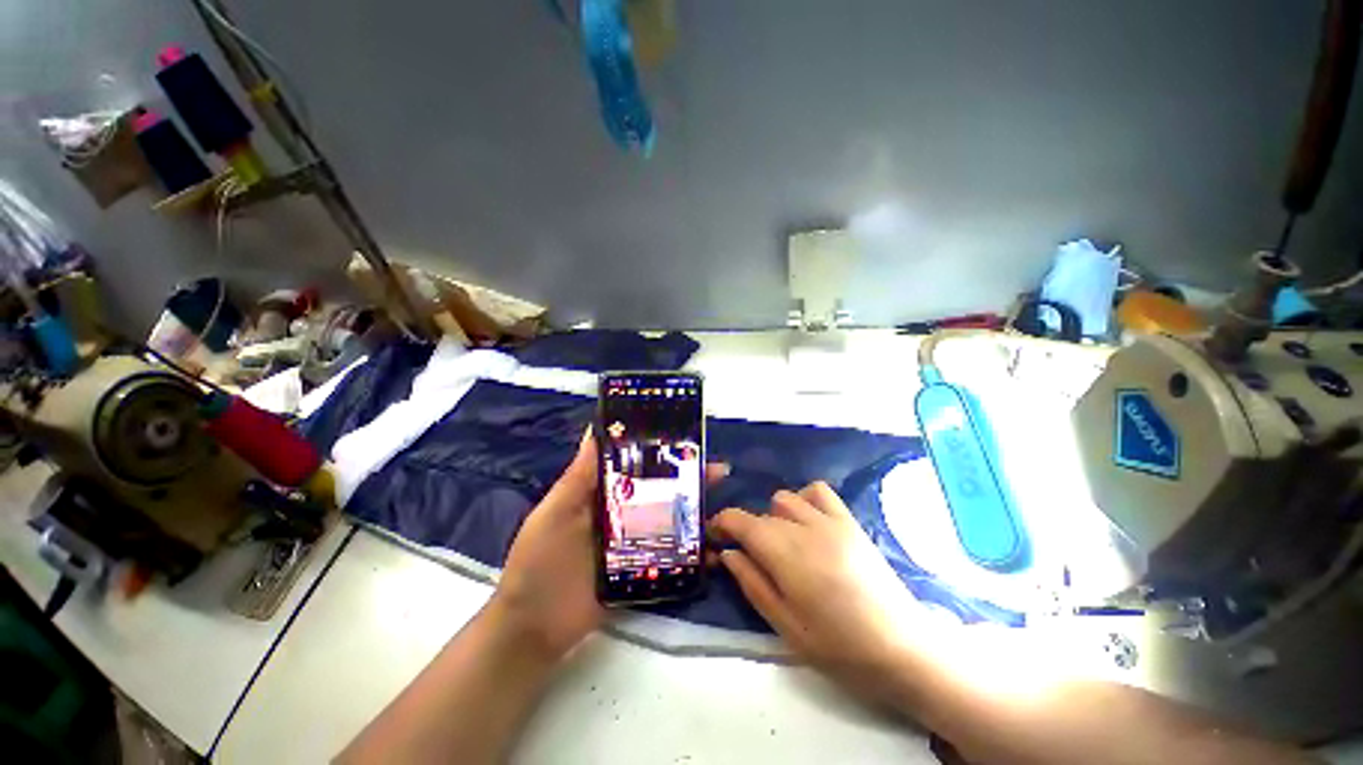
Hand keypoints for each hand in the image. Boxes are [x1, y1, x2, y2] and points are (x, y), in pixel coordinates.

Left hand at [493, 432, 728, 660]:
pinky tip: (713, 546)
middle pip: (658, 491)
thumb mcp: (555, 512)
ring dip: (693, 511)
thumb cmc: (539, 561)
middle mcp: (620, 514)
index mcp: (600, 494)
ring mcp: (632, 543)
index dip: (659, 452)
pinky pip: (668, 555)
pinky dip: (689, 549)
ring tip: (721, 504)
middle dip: (686, 479)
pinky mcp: (640, 571)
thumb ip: (578, 475)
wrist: (534, 628)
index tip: (685, 441)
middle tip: (716, 471)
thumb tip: (595, 428)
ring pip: (667, 520)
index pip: (634, 465)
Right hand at [711, 483, 927, 701]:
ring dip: (775, 516)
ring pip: (786, 499)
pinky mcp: (850, 521)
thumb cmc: (839, 647)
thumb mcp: (785, 625)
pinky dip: (804, 499)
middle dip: (749, 530)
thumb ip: (751, 582)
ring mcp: (829, 520)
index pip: (739, 520)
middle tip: (754, 558)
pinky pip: (818, 491)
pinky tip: (808, 523)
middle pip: (761, 513)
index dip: (721, 523)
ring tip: (784, 543)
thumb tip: (727, 553)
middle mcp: (803, 526)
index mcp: (783, 552)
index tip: (714, 537)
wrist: (903, 648)